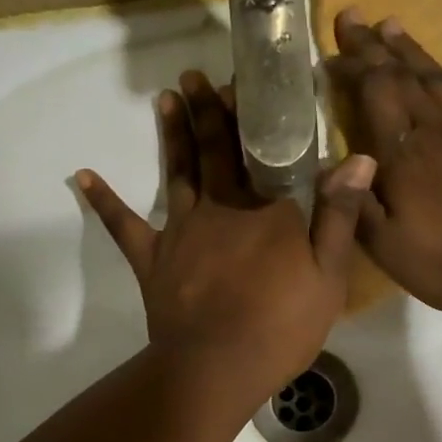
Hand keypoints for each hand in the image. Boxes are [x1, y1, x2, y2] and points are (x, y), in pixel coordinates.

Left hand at [78, 71, 376, 408]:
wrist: (218, 366)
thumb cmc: (282, 326)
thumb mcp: (329, 276)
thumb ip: (340, 215)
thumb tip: (358, 156)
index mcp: (268, 209)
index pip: (264, 152)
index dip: (256, 116)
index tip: (247, 81)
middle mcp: (222, 207)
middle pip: (216, 151)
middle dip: (208, 111)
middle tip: (197, 75)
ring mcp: (182, 231)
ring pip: (178, 172)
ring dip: (172, 134)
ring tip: (166, 97)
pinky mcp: (152, 259)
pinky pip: (124, 226)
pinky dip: (104, 201)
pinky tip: (83, 175)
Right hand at [327, 10, 441, 318]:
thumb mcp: (388, 249)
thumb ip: (357, 205)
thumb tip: (332, 163)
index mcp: (404, 157)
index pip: (372, 95)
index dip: (351, 68)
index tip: (331, 50)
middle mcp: (438, 131)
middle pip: (402, 77)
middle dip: (374, 46)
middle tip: (353, 16)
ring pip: (440, 79)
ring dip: (414, 51)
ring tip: (393, 24)